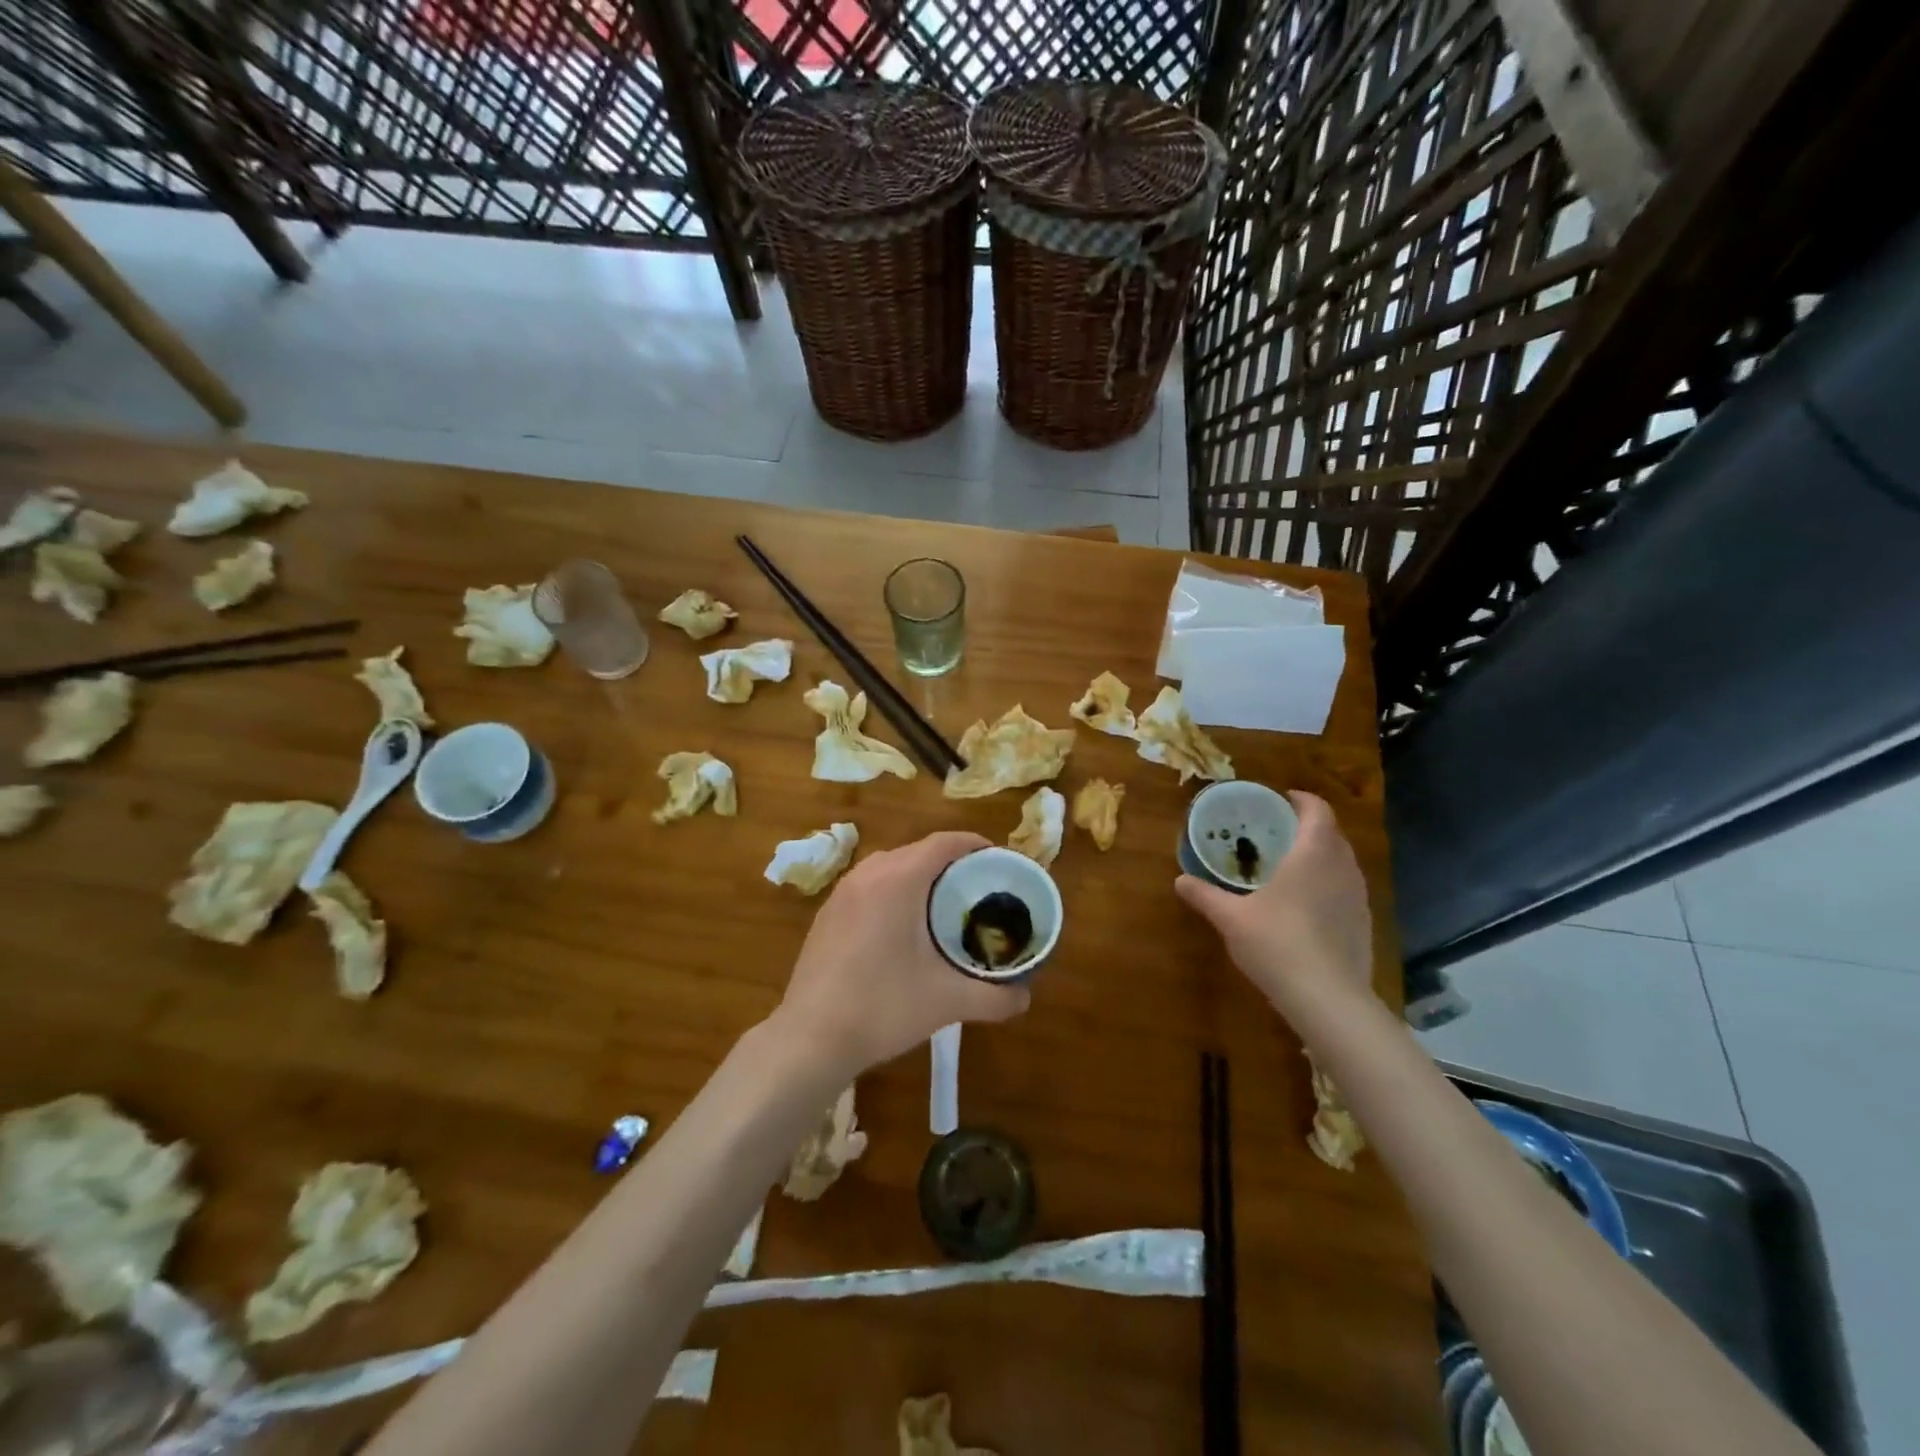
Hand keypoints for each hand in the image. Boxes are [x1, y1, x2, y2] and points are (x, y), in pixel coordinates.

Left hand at [773, 831, 1031, 1076]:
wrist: (809, 1039)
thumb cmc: (883, 1007)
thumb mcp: (948, 1001)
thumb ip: (995, 997)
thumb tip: (1025, 998)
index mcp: (898, 879)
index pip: (944, 842)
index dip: (976, 845)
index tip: (1000, 862)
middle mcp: (868, 874)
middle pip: (919, 851)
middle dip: (952, 864)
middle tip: (980, 890)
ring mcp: (842, 892)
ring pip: (892, 868)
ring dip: (921, 878)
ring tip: (946, 907)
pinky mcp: (827, 913)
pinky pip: (870, 886)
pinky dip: (895, 892)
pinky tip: (904, 929)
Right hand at [1175, 791, 1373, 1024]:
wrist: (1328, 999)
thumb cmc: (1277, 943)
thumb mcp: (1231, 918)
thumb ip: (1206, 896)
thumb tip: (1180, 881)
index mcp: (1313, 855)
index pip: (1318, 811)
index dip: (1302, 800)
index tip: (1282, 799)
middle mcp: (1342, 868)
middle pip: (1333, 834)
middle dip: (1309, 828)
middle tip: (1278, 833)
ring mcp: (1358, 898)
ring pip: (1343, 863)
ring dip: (1322, 856)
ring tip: (1292, 866)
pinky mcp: (1364, 924)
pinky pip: (1347, 890)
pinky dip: (1329, 885)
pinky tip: (1306, 907)